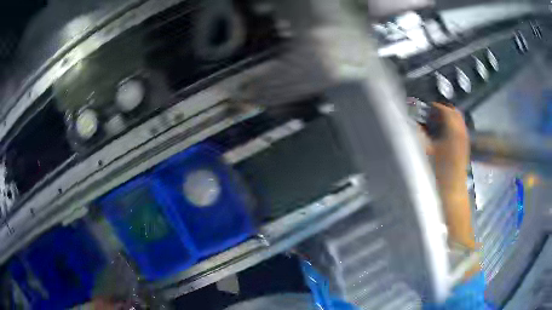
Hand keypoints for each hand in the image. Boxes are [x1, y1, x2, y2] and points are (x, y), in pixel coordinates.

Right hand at [427, 103, 469, 191]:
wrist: (452, 189)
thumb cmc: (439, 171)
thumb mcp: (427, 151)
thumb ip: (421, 134)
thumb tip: (415, 123)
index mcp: (453, 130)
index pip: (445, 109)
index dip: (434, 106)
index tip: (424, 108)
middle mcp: (461, 131)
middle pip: (454, 112)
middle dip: (442, 110)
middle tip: (430, 114)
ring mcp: (465, 139)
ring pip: (458, 120)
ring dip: (447, 118)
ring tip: (436, 123)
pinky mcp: (465, 146)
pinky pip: (459, 129)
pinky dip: (452, 126)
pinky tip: (443, 134)